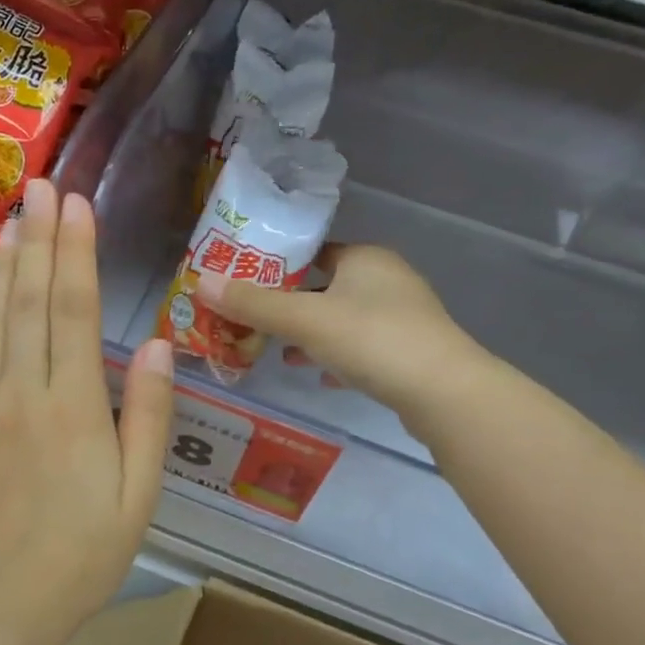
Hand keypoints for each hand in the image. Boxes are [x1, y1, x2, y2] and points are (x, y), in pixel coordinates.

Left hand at [0, 178, 174, 644]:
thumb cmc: (79, 558)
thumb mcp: (137, 497)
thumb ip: (149, 418)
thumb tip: (159, 346)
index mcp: (72, 407)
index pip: (74, 309)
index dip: (76, 251)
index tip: (77, 204)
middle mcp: (20, 391)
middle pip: (31, 299)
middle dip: (40, 238)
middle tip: (43, 188)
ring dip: (4, 264)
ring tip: (13, 221)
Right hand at [197, 244, 486, 426]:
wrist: (443, 393)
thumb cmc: (371, 339)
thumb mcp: (305, 320)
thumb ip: (254, 304)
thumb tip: (200, 283)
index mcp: (365, 258)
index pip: (314, 251)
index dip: (278, 266)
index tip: (246, 285)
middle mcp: (387, 280)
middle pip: (325, 288)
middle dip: (290, 307)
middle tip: (254, 323)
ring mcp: (403, 317)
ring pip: (343, 320)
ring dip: (312, 335)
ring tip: (279, 353)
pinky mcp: (409, 352)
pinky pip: (362, 348)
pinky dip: (337, 358)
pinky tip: (319, 376)